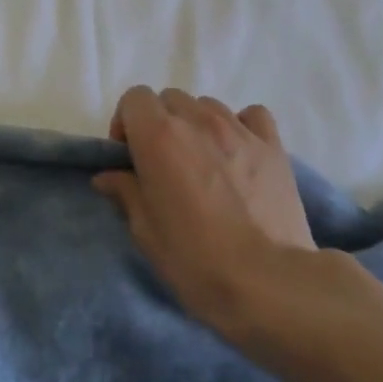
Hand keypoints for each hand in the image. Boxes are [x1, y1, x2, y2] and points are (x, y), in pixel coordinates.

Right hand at [93, 87, 317, 332]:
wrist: (268, 282)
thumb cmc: (195, 260)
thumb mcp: (145, 232)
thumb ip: (125, 193)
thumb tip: (109, 176)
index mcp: (159, 136)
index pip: (134, 98)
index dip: (126, 123)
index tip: (129, 157)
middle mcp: (198, 121)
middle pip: (170, 99)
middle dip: (160, 123)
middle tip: (164, 163)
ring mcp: (239, 130)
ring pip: (207, 105)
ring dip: (197, 125)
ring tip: (203, 162)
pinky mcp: (274, 146)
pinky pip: (252, 116)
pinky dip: (240, 127)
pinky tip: (239, 155)